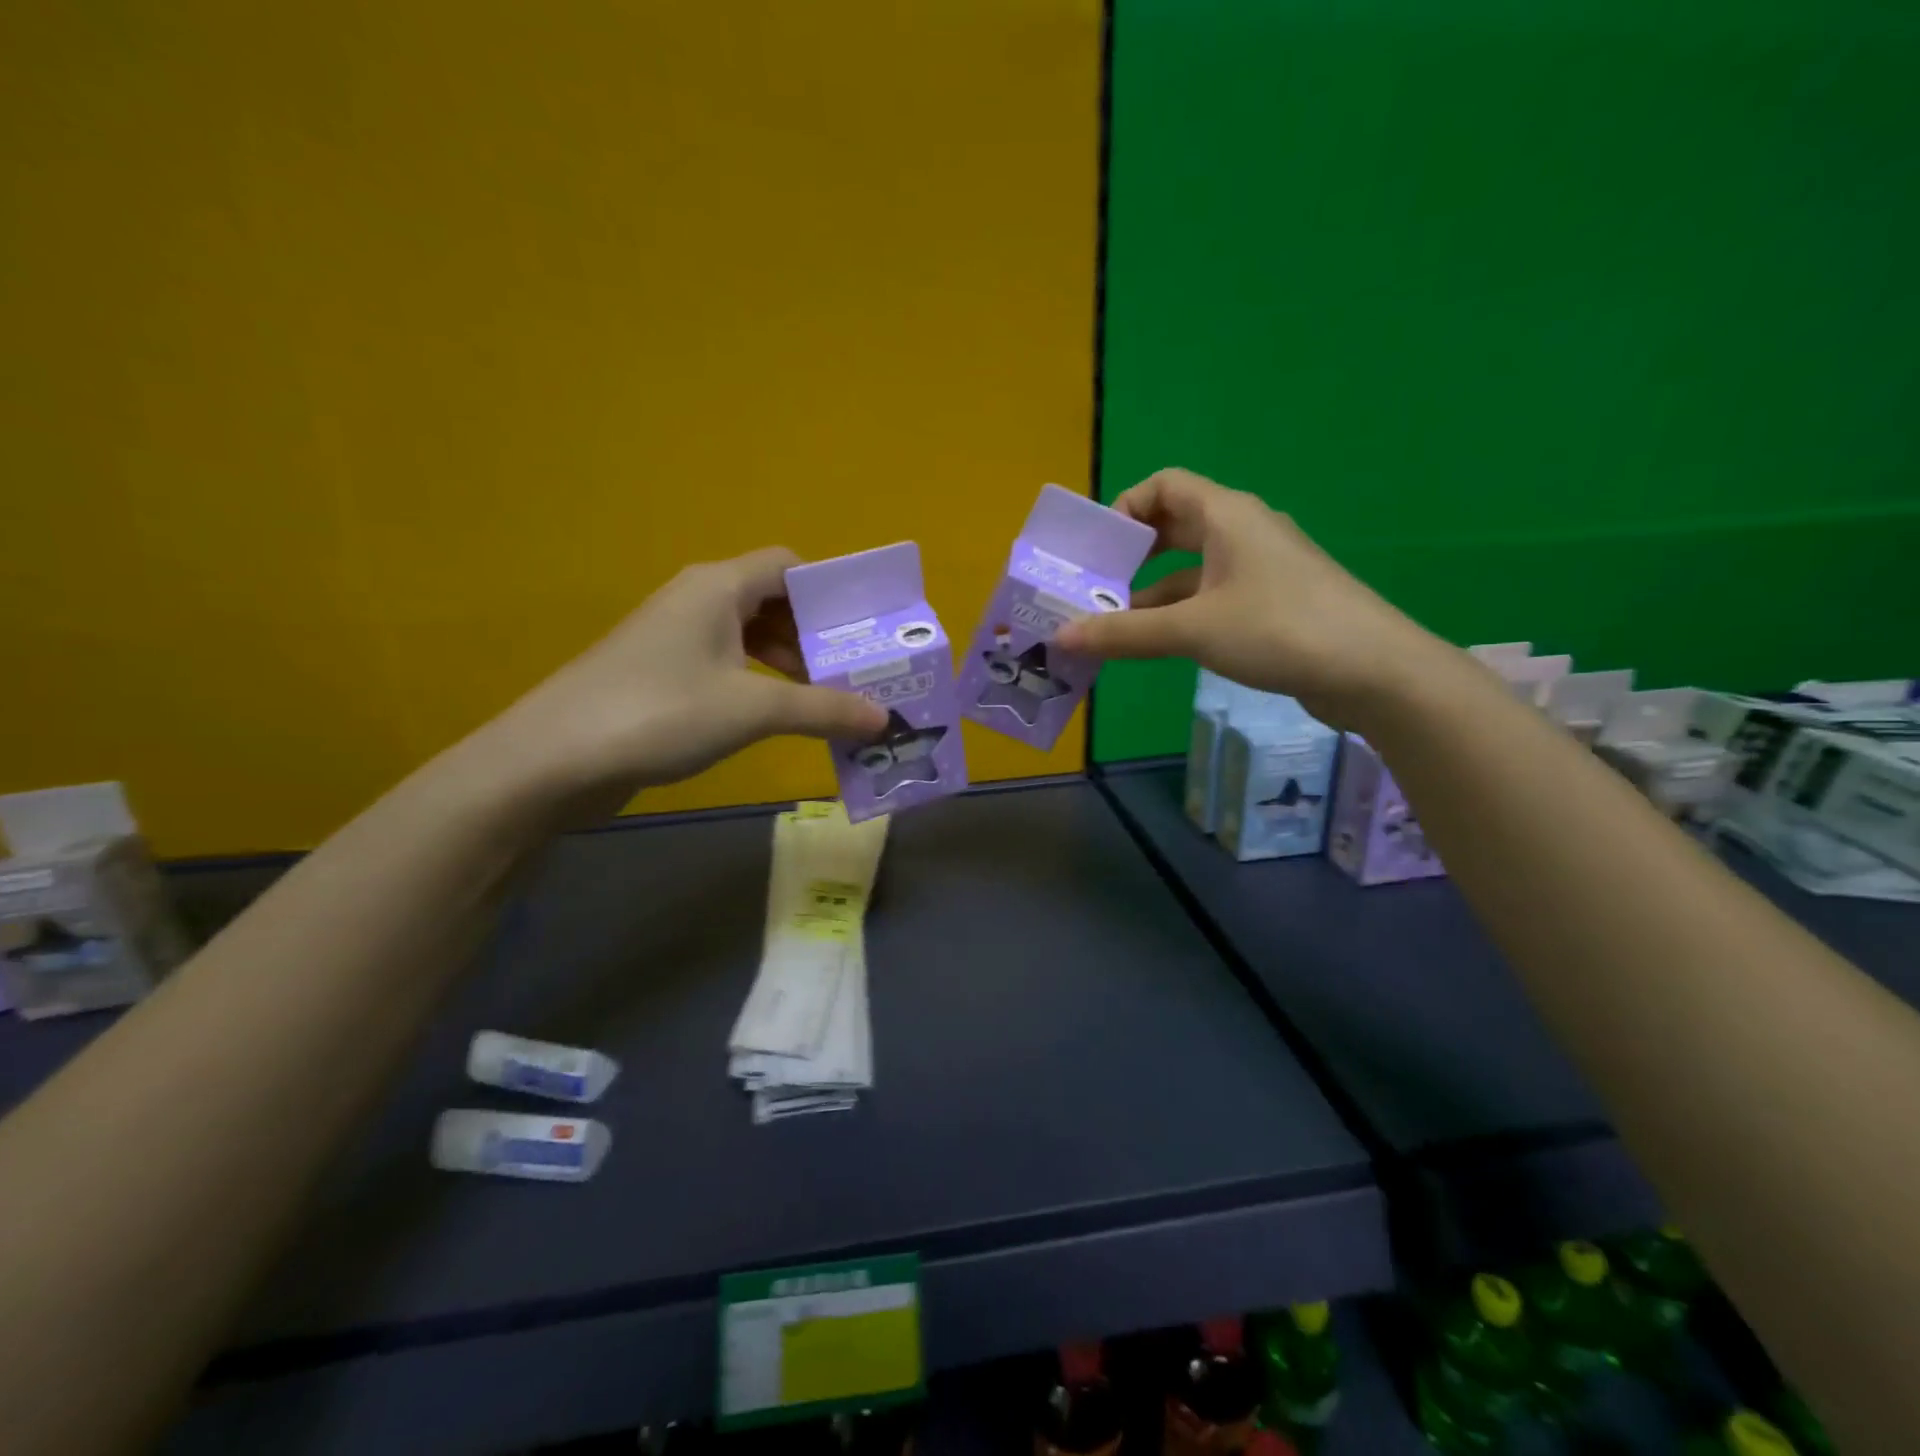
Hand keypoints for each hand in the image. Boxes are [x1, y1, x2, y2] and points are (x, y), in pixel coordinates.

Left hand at [486, 548, 887, 800]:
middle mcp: (697, 600)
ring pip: (750, 635)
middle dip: (817, 634)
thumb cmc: (660, 713)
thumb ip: (824, 710)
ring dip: (790, 662)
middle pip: (773, 600)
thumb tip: (885, 718)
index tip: (865, 630)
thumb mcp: (753, 709)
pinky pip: (728, 663)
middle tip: (857, 671)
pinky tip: (778, 716)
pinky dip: (760, 682)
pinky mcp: (663, 673)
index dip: (831, 592)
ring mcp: (676, 637)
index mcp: (718, 587)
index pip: (789, 565)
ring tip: (828, 699)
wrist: (553, 759)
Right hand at [1055, 468, 1442, 726]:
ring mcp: (1259, 569)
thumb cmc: (1279, 629)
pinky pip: (1211, 596)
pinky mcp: (1270, 603)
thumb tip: (1061, 637)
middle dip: (1131, 556)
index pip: (1165, 485)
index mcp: (1226, 516)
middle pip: (1174, 527)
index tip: (1097, 549)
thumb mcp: (1192, 630)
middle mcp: (1242, 532)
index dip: (1125, 507)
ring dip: (1151, 593)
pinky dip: (1179, 613)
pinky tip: (1156, 645)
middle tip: (1094, 587)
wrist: (1372, 670)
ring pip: (1190, 569)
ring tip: (1112, 626)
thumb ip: (1124, 633)